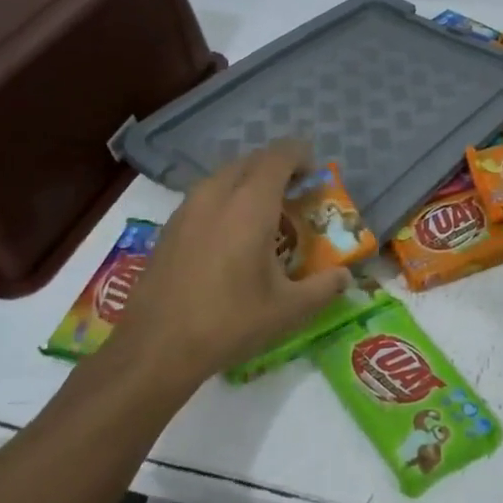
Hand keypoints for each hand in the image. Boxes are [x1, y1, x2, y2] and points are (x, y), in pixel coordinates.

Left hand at [84, 141, 352, 394]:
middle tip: (295, 193)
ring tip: (266, 212)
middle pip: (250, 161)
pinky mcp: (169, 227)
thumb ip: (324, 287)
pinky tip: (232, 236)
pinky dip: (225, 199)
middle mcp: (216, 195)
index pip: (278, 157)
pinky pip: (204, 196)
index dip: (300, 156)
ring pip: (223, 176)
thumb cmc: (230, 322)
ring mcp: (187, 209)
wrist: (156, 347)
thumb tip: (345, 276)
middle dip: (276, 168)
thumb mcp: (289, 310)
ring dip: (248, 182)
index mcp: (250, 205)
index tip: (315, 173)